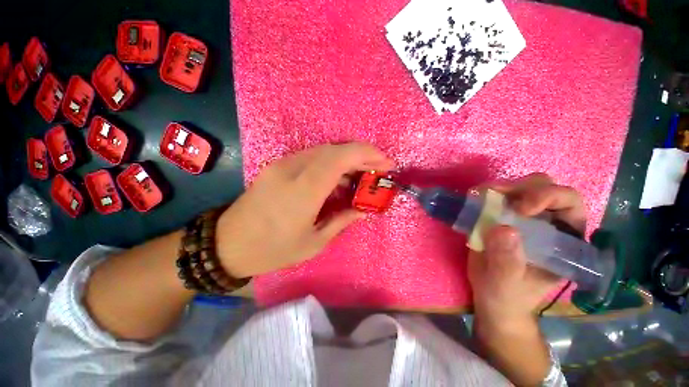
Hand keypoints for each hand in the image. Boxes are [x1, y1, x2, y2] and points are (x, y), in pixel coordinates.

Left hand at [216, 143, 393, 277]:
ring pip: (324, 151)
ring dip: (347, 159)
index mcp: (304, 190)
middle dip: (361, 155)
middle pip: (334, 150)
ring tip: (362, 175)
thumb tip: (362, 210)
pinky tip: (339, 179)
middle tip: (378, 169)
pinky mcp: (278, 166)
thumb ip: (341, 221)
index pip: (340, 158)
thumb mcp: (314, 242)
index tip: (386, 163)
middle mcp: (293, 169)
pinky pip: (312, 158)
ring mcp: (283, 164)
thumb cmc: (273, 249)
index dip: (366, 154)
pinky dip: (331, 164)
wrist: (227, 243)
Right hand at [467, 173, 586, 325]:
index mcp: (564, 239)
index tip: (520, 209)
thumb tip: (503, 229)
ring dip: (500, 188)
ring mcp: (523, 218)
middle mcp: (548, 222)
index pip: (569, 202)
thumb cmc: (508, 295)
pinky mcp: (502, 217)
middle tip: (494, 196)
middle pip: (543, 187)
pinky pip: (496, 197)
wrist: (493, 297)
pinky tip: (474, 200)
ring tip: (480, 197)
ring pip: (519, 188)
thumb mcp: (507, 284)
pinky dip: (485, 194)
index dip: (548, 197)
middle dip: (520, 188)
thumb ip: (507, 262)